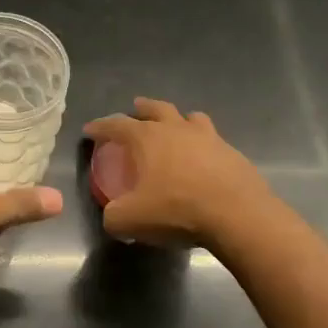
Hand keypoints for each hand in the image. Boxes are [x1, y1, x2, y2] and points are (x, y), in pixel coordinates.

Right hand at [82, 98, 273, 247]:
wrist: (237, 214)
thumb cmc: (176, 210)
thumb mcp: (130, 220)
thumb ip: (113, 216)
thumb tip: (113, 216)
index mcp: (147, 138)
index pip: (116, 125)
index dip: (100, 127)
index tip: (90, 130)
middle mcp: (177, 129)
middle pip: (156, 108)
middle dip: (142, 108)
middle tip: (135, 108)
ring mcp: (208, 138)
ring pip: (190, 117)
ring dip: (178, 118)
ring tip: (174, 126)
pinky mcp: (231, 153)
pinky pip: (212, 139)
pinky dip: (202, 144)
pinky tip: (202, 158)